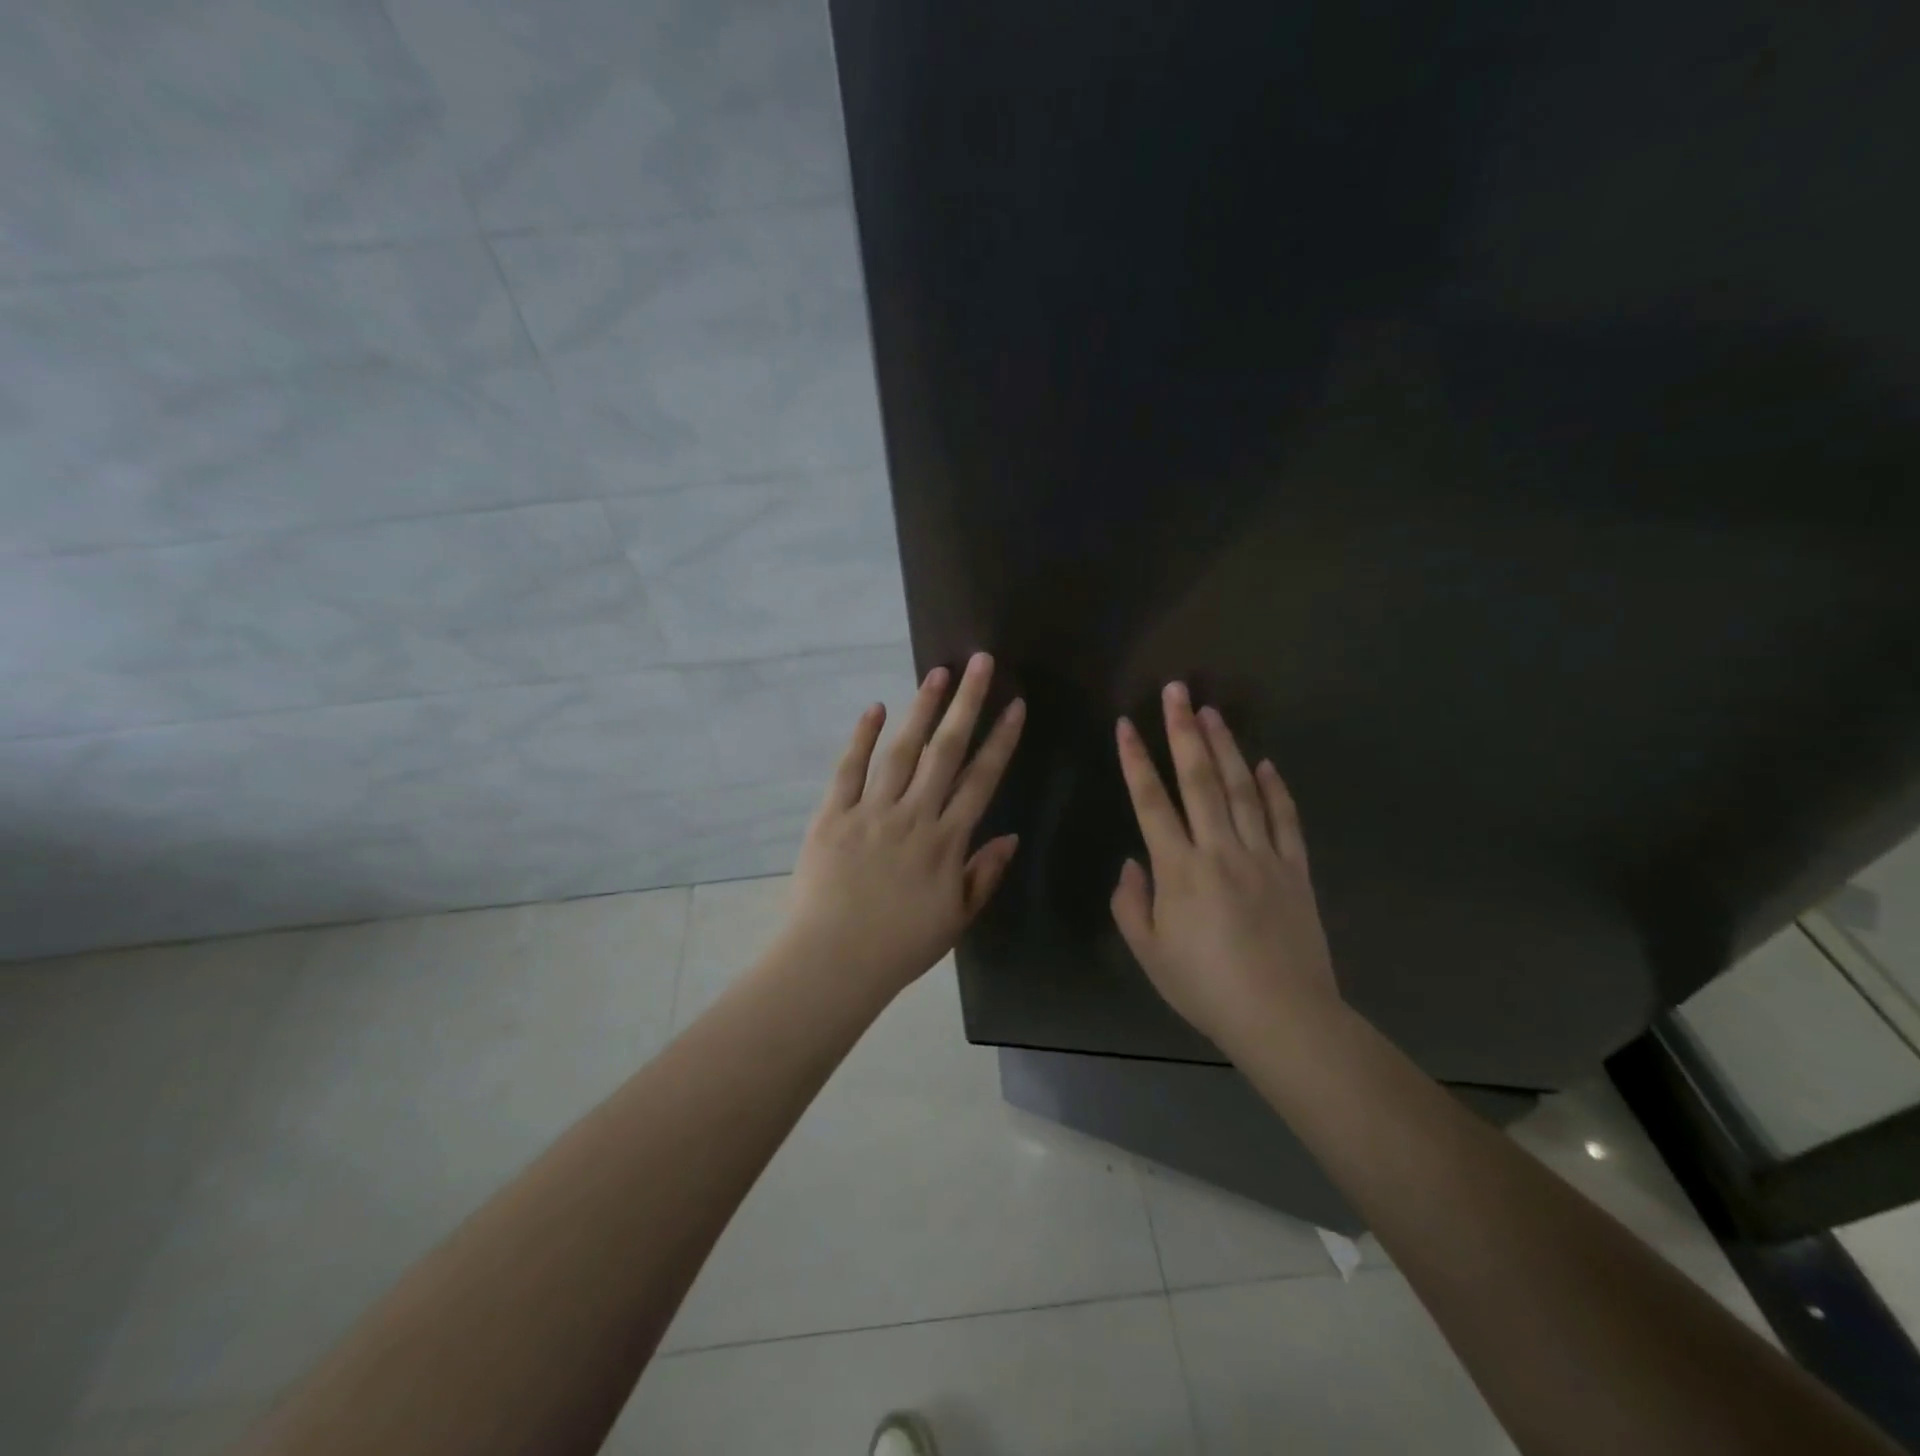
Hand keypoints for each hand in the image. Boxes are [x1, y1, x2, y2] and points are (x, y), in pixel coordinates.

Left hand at [784, 652, 1024, 996]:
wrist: (834, 962)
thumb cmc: (900, 946)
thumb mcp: (955, 919)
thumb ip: (983, 875)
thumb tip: (1010, 836)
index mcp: (946, 842)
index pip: (981, 780)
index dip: (1001, 740)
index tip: (1015, 706)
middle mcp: (914, 816)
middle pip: (946, 751)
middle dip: (967, 705)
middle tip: (981, 663)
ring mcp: (871, 812)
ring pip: (902, 751)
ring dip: (922, 709)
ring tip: (938, 673)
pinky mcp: (832, 815)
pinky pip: (849, 770)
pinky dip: (862, 738)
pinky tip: (876, 708)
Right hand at [1110, 682, 1339, 1050]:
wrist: (1282, 1016)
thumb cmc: (1205, 987)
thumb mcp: (1149, 952)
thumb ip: (1131, 903)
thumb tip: (1133, 863)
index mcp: (1178, 869)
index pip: (1151, 802)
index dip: (1136, 760)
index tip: (1126, 724)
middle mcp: (1220, 849)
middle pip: (1199, 779)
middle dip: (1184, 731)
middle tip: (1177, 692)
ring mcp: (1263, 856)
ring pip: (1242, 789)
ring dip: (1225, 747)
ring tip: (1212, 712)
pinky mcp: (1295, 870)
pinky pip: (1285, 820)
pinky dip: (1276, 789)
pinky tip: (1266, 764)